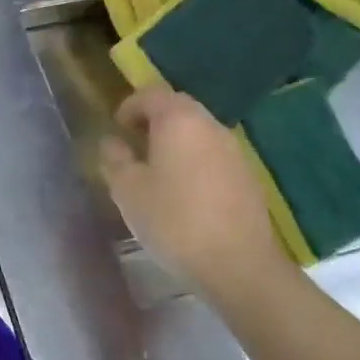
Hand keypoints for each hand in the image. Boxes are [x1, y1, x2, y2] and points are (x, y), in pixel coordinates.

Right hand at [99, 87, 293, 303]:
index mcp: (178, 120)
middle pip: (178, 109)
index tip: (116, 129)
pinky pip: (213, 155)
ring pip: (197, 132)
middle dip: (153, 122)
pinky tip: (185, 194)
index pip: (150, 94)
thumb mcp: (127, 190)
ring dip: (176, 143)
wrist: (238, 264)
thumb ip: (115, 158)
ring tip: (157, 173)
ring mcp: (233, 150)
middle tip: (134, 148)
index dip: (129, 107)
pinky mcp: (247, 176)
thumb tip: (112, 141)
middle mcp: (209, 125)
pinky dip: (195, 162)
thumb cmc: (174, 220)